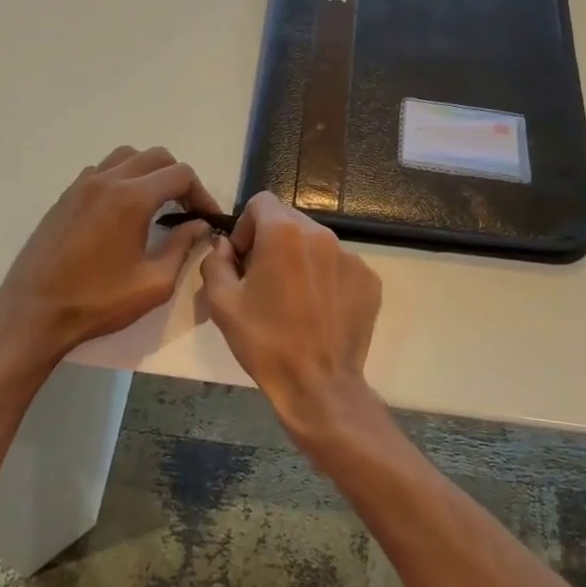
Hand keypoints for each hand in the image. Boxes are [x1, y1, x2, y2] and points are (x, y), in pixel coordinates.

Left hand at [0, 146, 219, 363]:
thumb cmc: (97, 302)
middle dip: (179, 179)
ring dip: (149, 173)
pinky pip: (102, 171)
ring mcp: (81, 186)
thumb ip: (182, 247)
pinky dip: (122, 179)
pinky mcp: (65, 197)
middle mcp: (107, 181)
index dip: (202, 193)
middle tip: (188, 210)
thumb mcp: (153, 283)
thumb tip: (199, 226)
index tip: (208, 218)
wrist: (33, 312)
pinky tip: (124, 211)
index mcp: (131, 199)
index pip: (180, 174)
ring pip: (126, 157)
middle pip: (156, 157)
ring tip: (158, 204)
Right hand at [200, 193, 382, 440]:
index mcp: (284, 233)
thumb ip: (216, 261)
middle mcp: (322, 235)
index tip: (243, 259)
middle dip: (272, 242)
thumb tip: (226, 246)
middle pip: (290, 221)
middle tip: (263, 280)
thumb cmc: (264, 341)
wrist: (318, 384)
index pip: (261, 202)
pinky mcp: (369, 280)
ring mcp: (351, 257)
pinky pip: (340, 266)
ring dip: (300, 260)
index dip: (245, 227)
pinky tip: (318, 311)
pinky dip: (326, 279)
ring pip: (317, 244)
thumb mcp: (221, 302)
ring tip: (293, 299)